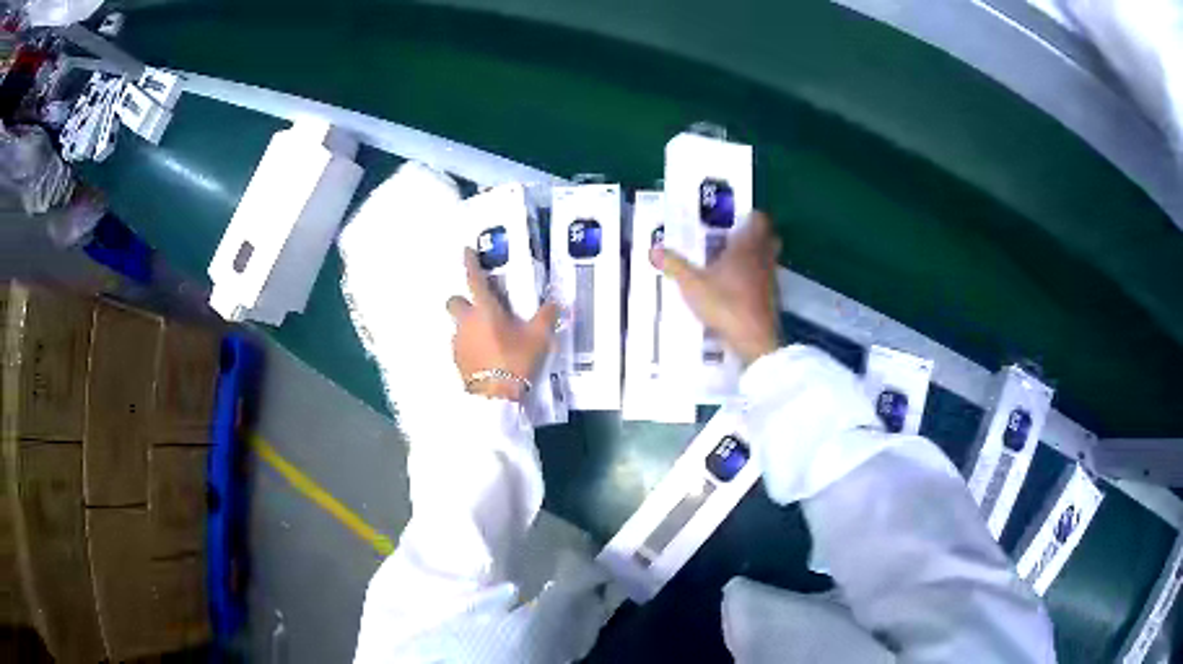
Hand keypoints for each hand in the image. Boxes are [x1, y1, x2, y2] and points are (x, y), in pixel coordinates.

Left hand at [447, 249, 557, 401]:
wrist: (495, 398)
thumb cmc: (515, 361)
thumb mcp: (538, 338)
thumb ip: (546, 317)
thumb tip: (555, 303)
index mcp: (485, 310)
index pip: (474, 279)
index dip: (470, 263)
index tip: (466, 251)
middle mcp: (466, 322)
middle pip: (454, 302)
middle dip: (462, 301)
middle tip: (479, 308)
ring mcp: (458, 342)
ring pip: (458, 326)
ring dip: (468, 326)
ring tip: (488, 338)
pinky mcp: (456, 361)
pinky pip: (460, 346)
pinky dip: (469, 346)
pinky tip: (484, 357)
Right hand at [660, 211, 782, 365]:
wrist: (754, 340)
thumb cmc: (725, 304)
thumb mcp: (692, 285)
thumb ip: (675, 266)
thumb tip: (654, 249)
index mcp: (747, 246)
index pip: (759, 219)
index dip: (751, 216)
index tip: (736, 218)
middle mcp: (763, 258)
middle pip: (768, 238)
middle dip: (754, 235)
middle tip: (733, 238)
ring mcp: (771, 279)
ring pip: (767, 259)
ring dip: (754, 258)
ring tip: (730, 263)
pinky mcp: (772, 299)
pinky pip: (765, 280)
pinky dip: (755, 279)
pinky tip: (737, 289)